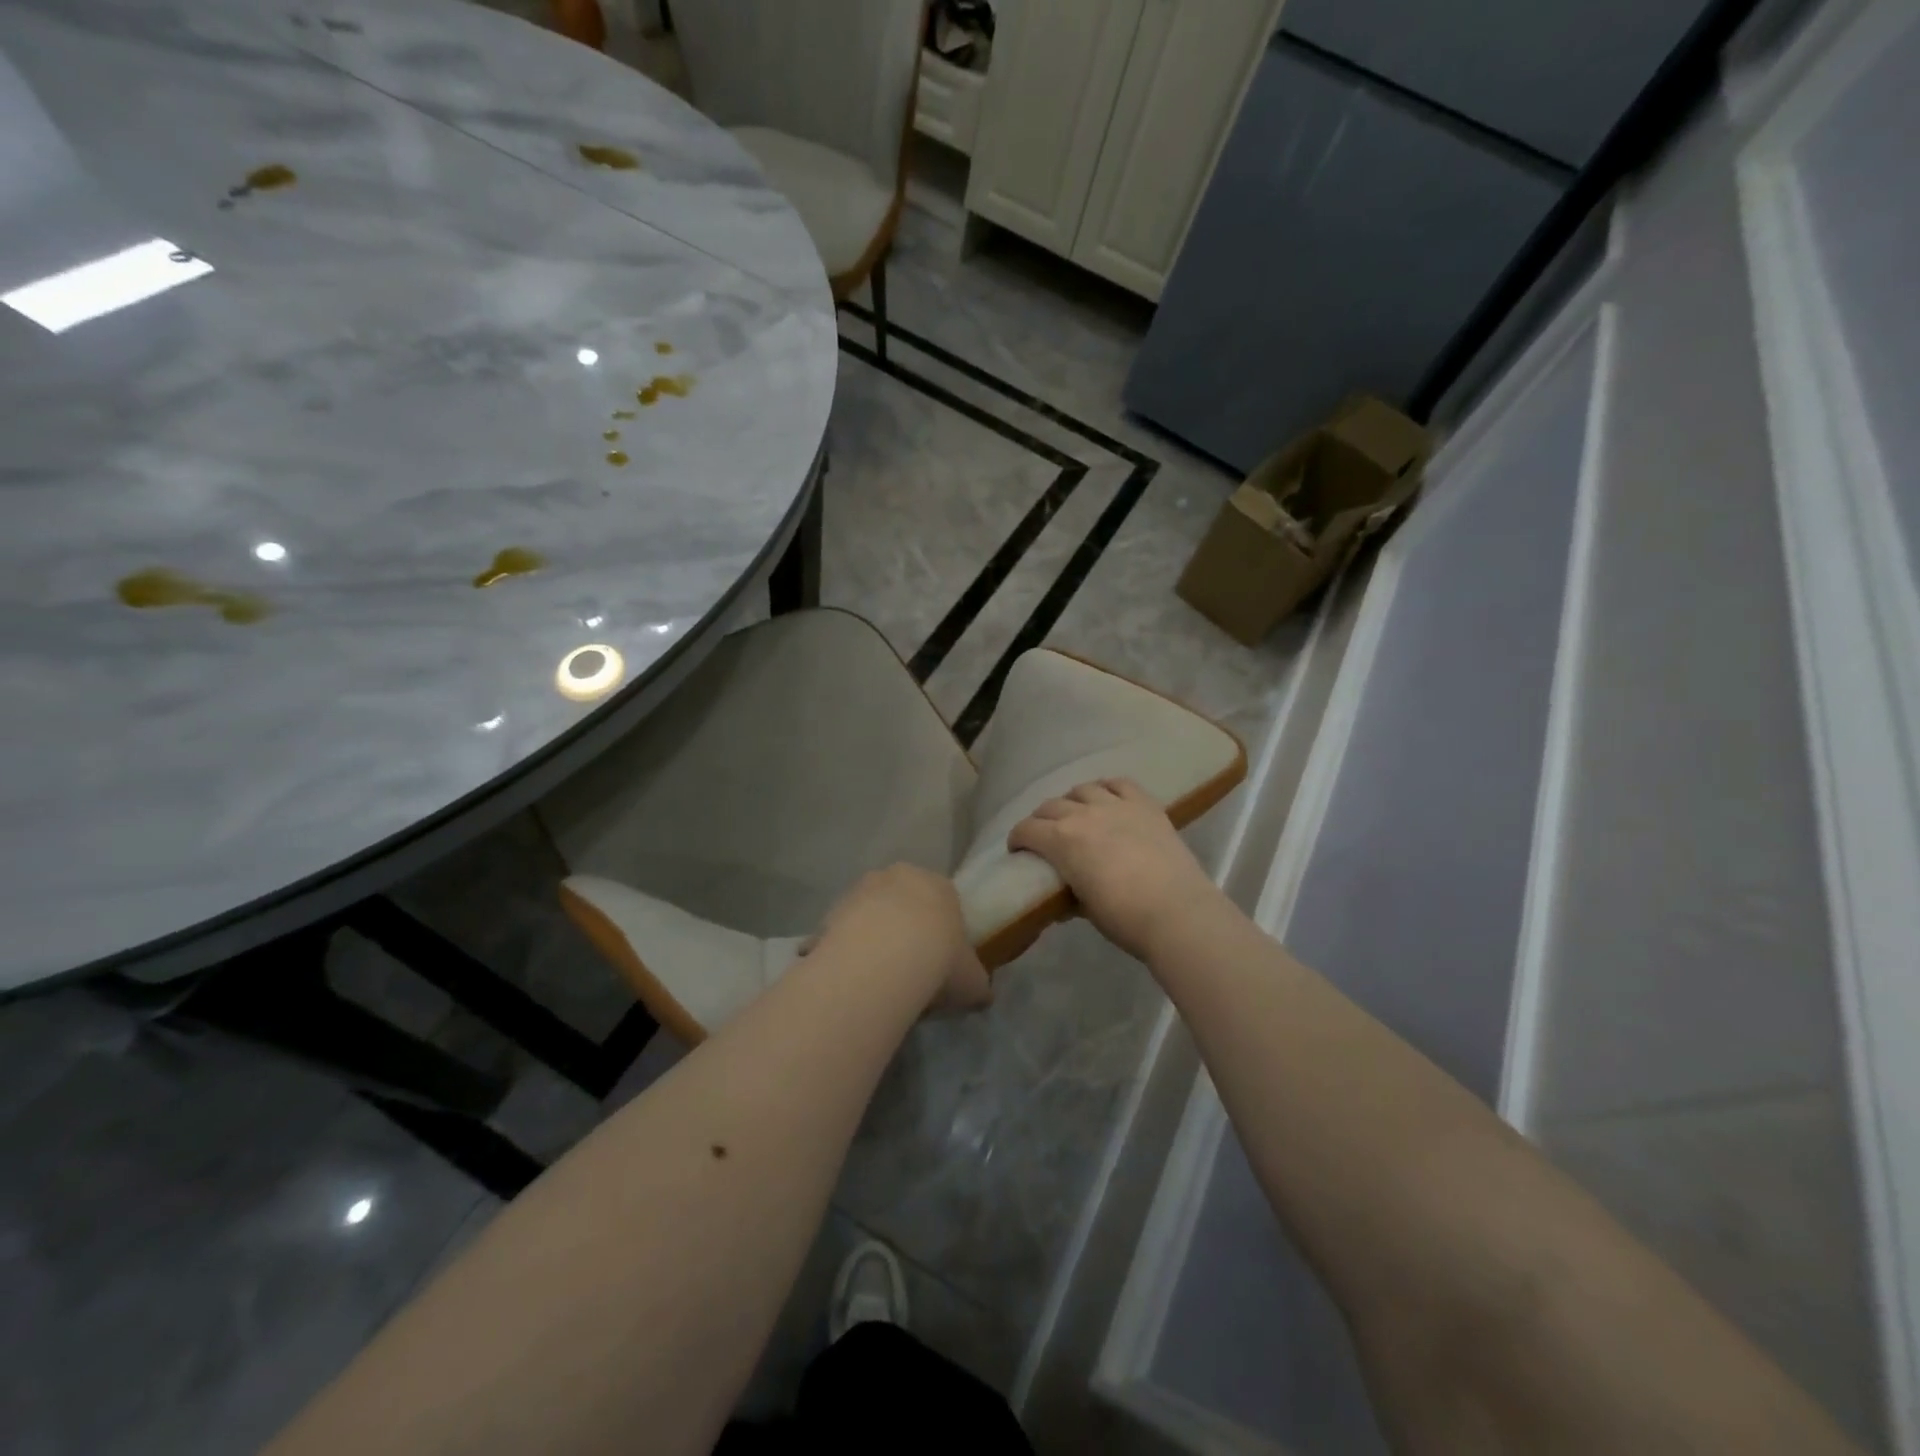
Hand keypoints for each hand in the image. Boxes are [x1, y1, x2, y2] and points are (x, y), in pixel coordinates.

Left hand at [813, 865, 990, 1015]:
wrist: (885, 958)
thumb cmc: (940, 960)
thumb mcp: (973, 980)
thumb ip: (978, 984)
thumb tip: (982, 995)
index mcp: (940, 885)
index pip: (943, 903)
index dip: (940, 933)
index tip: (938, 961)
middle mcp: (900, 876)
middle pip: (903, 902)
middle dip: (903, 928)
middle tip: (906, 967)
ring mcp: (862, 888)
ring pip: (869, 913)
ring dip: (871, 936)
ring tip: (875, 977)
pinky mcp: (833, 908)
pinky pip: (840, 932)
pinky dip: (843, 950)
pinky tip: (849, 978)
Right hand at [1008, 779, 1225, 960]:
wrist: (1177, 912)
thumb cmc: (1124, 918)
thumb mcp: (1085, 909)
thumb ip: (1070, 895)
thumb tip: (1063, 899)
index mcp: (1061, 841)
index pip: (1027, 830)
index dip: (1018, 839)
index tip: (1018, 849)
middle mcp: (1082, 814)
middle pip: (1050, 806)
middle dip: (1041, 820)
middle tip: (1044, 835)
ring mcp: (1115, 805)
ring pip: (1082, 789)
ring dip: (1072, 801)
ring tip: (1077, 814)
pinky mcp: (1145, 804)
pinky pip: (1119, 783)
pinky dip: (1107, 787)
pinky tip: (1107, 797)